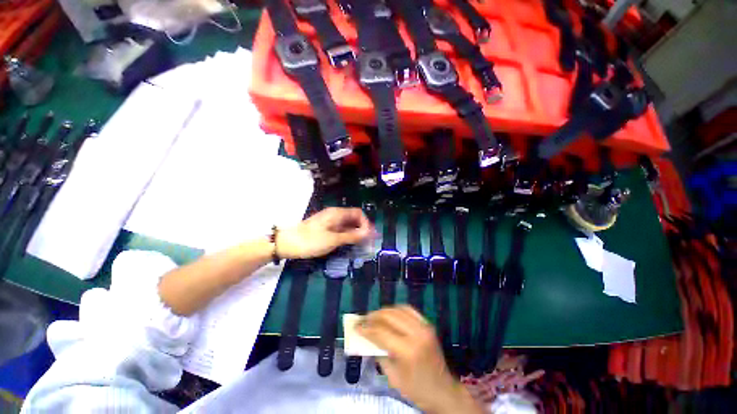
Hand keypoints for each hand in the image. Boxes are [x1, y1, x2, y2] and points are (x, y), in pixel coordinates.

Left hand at [276, 207, 373, 258]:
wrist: (286, 243)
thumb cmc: (310, 240)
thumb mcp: (333, 239)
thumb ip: (352, 236)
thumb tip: (369, 233)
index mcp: (337, 213)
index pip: (358, 213)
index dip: (366, 223)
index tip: (370, 236)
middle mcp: (334, 215)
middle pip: (353, 218)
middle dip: (362, 228)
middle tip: (368, 242)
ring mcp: (329, 221)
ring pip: (347, 224)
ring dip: (355, 233)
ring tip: (361, 244)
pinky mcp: (325, 228)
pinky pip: (341, 229)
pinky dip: (347, 235)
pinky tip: (349, 243)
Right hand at [358, 306, 483, 413]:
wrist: (443, 390)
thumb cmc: (416, 389)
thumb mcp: (393, 377)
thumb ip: (379, 354)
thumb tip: (367, 337)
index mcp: (407, 350)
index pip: (381, 332)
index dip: (366, 328)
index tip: (356, 326)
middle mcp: (416, 333)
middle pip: (389, 316)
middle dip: (373, 316)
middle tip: (363, 319)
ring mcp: (424, 326)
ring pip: (398, 309)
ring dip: (384, 311)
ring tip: (374, 316)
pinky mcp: (428, 324)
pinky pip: (409, 310)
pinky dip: (396, 309)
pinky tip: (389, 314)